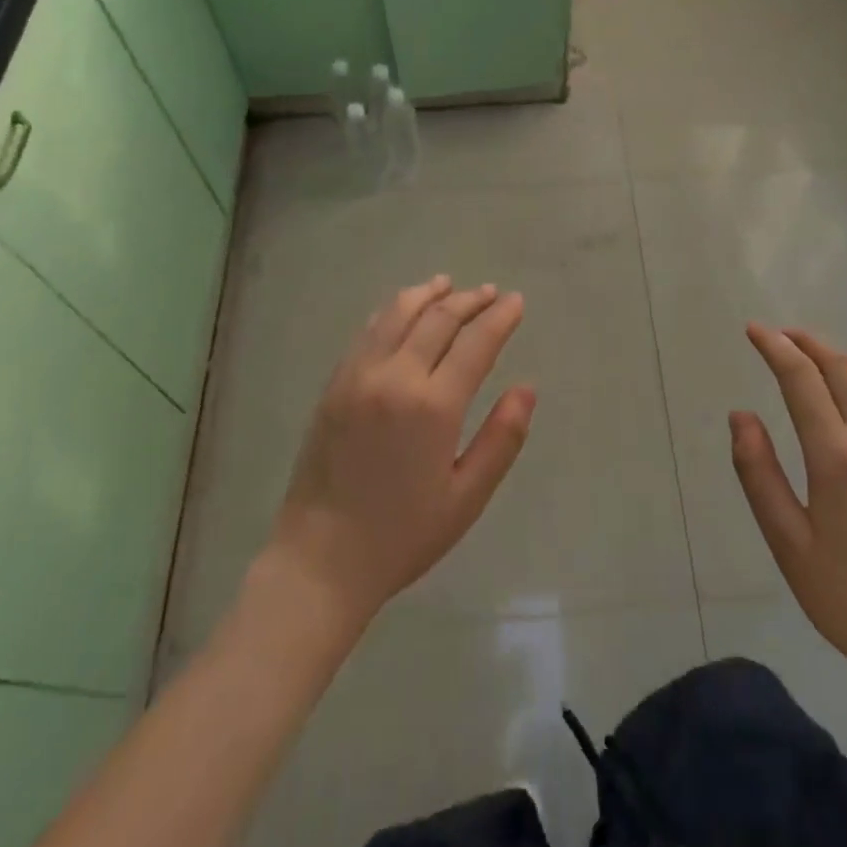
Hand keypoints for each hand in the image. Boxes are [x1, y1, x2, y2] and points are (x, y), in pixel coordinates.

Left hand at [267, 276, 535, 628]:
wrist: (320, 560)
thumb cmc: (402, 535)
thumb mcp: (466, 497)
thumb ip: (501, 438)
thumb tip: (527, 388)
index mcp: (434, 406)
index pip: (476, 342)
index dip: (500, 317)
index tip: (516, 301)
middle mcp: (395, 377)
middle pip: (439, 318)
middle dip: (470, 300)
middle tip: (490, 293)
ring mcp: (359, 376)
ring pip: (398, 313)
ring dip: (428, 294)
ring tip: (448, 286)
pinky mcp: (335, 383)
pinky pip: (368, 331)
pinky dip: (392, 311)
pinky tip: (403, 310)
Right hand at [731, 325, 846, 697]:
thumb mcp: (788, 541)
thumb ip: (758, 473)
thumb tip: (741, 416)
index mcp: (839, 457)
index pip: (802, 379)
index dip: (775, 347)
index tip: (753, 330)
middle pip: (843, 366)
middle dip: (807, 342)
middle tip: (776, 335)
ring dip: (835, 356)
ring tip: (805, 353)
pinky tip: (843, 389)